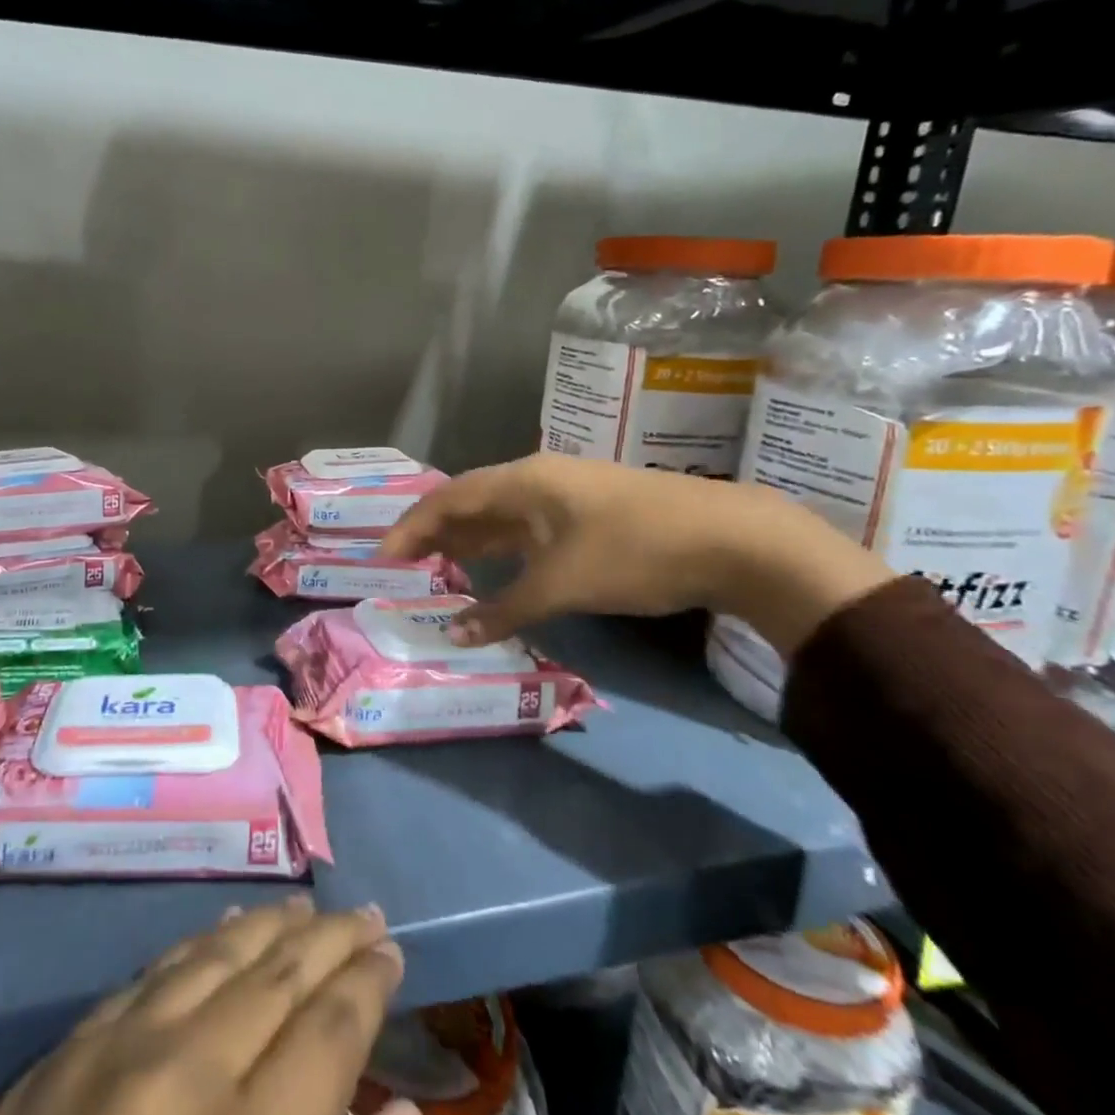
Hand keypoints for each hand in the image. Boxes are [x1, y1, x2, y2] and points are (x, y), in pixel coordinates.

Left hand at [0, 898, 418, 1114]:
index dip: (368, 983)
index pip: (330, 1029)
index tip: (393, 953)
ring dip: (274, 926)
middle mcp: (191, 1073)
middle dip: (332, 939)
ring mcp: (123, 1048)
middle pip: (281, 974)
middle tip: (367, 915)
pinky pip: (158, 969)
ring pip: (221, 953)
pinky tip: (229, 924)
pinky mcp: (72, 1047)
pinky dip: (205, 941)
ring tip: (310, 911)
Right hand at [380, 454, 891, 653]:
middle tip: (401, 566)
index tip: (383, 558)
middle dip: (432, 532)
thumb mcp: (562, 584)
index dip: (411, 526)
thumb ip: (503, 609)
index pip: (448, 498)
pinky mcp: (586, 515)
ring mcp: (564, 495)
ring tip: (434, 568)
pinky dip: (499, 549)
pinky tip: (491, 569)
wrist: (731, 538)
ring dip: (465, 541)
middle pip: (468, 502)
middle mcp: (536, 480)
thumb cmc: (634, 552)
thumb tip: (454, 634)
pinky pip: (524, 528)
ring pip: (498, 515)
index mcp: (522, 481)